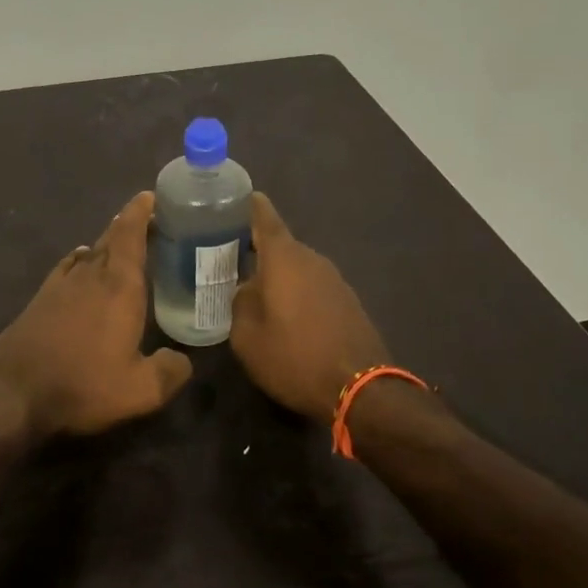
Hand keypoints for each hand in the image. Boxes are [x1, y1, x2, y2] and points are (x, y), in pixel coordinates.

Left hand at [0, 191, 192, 436]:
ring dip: (108, 243)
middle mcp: (90, 275)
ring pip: (90, 252)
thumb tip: (183, 360)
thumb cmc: (83, 384)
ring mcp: (62, 284)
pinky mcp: (42, 298)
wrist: (14, 391)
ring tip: (124, 245)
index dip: (141, 212)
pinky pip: (68, 267)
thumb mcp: (140, 390)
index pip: (131, 234)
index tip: (151, 196)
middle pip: (112, 238)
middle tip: (151, 221)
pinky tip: (84, 265)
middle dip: (130, 225)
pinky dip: (82, 259)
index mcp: (119, 286)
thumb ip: (170, 371)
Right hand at [230, 193, 390, 423]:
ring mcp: (334, 280)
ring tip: (252, 290)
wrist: (360, 388)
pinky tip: (283, 314)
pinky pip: (312, 286)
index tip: (233, 198)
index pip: (263, 216)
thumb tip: (245, 290)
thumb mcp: (246, 336)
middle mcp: (312, 259)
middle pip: (279, 244)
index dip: (248, 205)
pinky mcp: (348, 302)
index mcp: (284, 257)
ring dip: (276, 275)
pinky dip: (295, 292)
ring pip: (296, 267)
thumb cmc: (294, 356)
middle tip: (226, 259)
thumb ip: (239, 303)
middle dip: (254, 249)